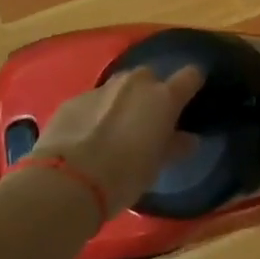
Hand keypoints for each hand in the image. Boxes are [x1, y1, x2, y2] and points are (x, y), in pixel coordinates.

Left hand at [30, 66, 203, 216]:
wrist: (67, 182)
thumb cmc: (125, 175)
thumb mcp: (158, 165)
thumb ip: (175, 146)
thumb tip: (188, 140)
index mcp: (163, 98)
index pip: (190, 76)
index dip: (191, 85)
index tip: (189, 99)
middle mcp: (134, 84)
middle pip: (150, 77)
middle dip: (150, 94)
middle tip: (146, 122)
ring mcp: (100, 89)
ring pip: (119, 88)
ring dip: (121, 102)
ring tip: (114, 130)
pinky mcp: (72, 100)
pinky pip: (92, 102)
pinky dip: (94, 114)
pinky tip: (86, 138)